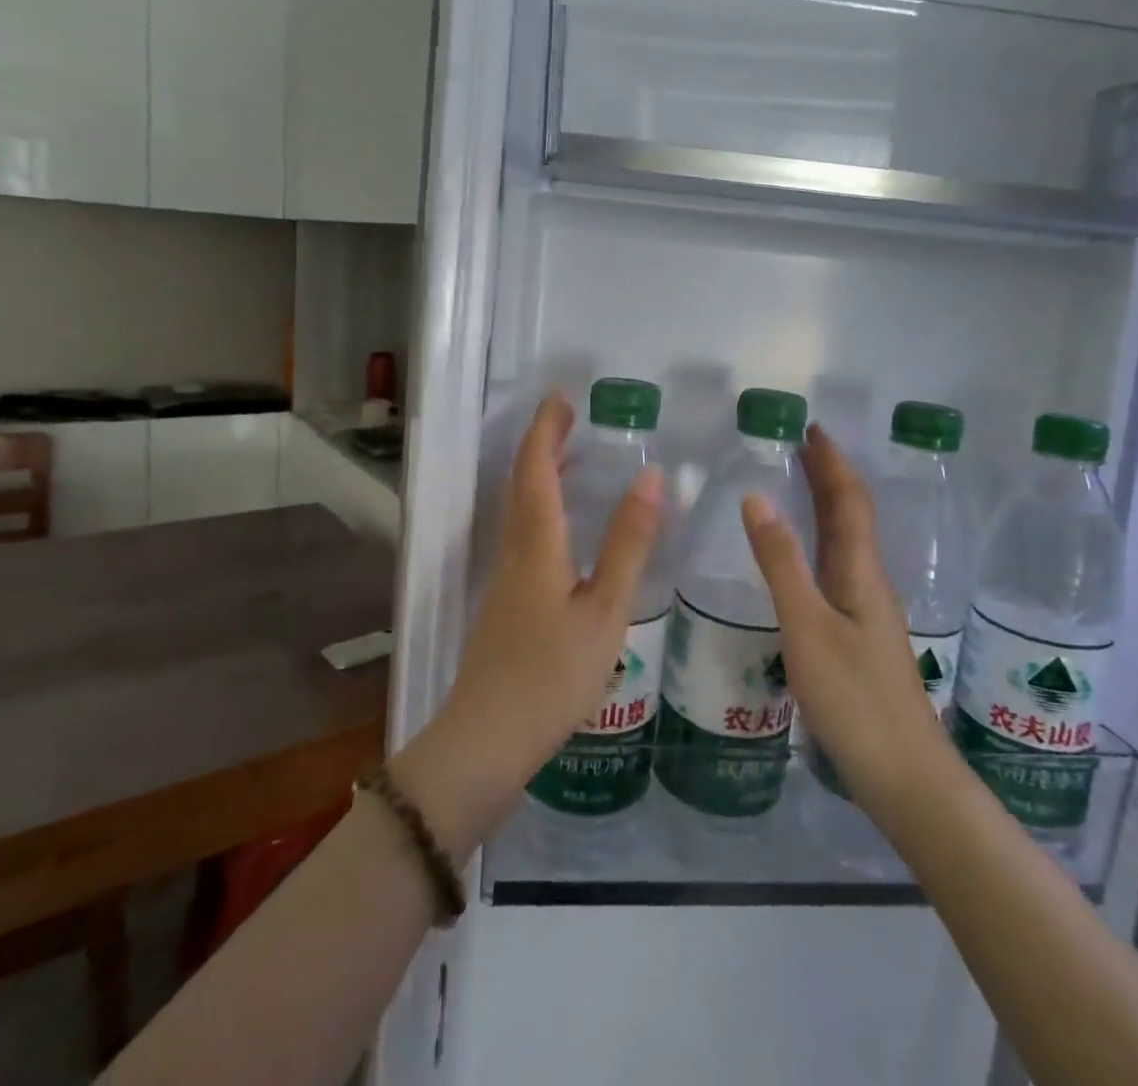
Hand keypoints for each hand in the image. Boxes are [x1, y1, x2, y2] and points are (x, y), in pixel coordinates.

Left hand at [394, 394, 662, 853]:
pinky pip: (523, 535)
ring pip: (520, 510)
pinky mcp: (505, 604)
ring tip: (574, 461)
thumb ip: (628, 544)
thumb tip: (650, 477)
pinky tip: (565, 531)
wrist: (487, 741)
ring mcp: (505, 580)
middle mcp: (514, 551)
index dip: (546, 429)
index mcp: (536, 544)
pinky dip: (543, 510)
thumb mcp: (605, 609)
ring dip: (541, 476)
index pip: (536, 469)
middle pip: (522, 483)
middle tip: (571, 418)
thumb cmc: (553, 674)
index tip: (561, 397)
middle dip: (543, 444)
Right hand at [740, 424, 950, 822]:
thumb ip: (780, 563)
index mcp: (860, 572)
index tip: (811, 428)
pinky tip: (805, 558)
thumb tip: (756, 496)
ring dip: (827, 506)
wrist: (906, 778)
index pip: (848, 500)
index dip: (832, 462)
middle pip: (851, 515)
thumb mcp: (807, 627)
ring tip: (800, 485)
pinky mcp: (860, 636)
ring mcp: (867, 611)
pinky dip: (821, 542)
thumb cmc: (855, 699)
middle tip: (801, 445)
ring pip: (846, 542)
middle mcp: (868, 582)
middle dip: (829, 476)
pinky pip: (838, 568)